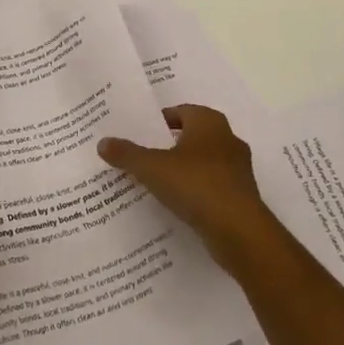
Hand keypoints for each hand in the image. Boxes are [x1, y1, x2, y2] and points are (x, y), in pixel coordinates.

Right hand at [98, 104, 283, 272]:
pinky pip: (211, 186)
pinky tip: (176, 204)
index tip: (139, 133)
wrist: (240, 232)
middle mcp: (227, 139)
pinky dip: (195, 191)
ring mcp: (237, 169)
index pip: (180, 111)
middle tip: (143, 154)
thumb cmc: (197, 186)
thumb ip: (127, 154)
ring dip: (183, 169)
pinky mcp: (241, 196)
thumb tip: (102, 142)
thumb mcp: (153, 168)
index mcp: (209, 122)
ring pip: (203, 162)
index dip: (159, 121)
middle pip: (191, 136)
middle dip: (169, 144)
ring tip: (155, 181)